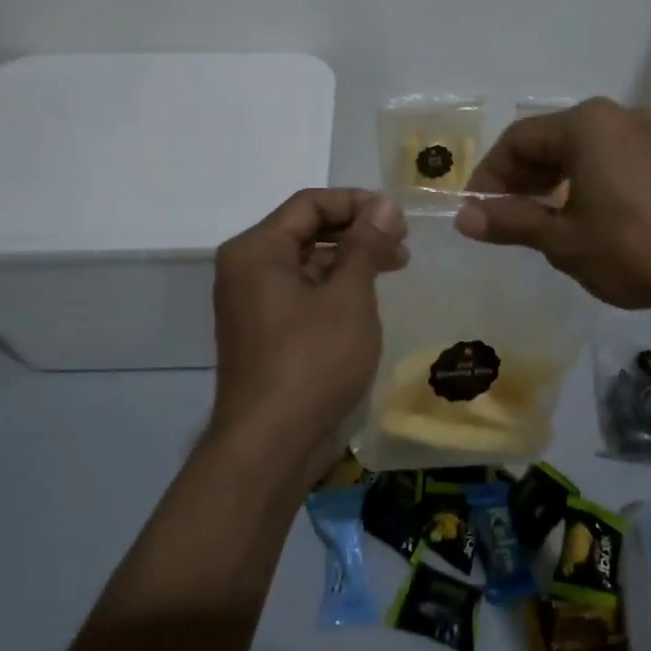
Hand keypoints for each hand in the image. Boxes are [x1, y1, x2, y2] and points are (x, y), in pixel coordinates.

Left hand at [211, 189, 406, 472]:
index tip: (398, 219)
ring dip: (351, 261)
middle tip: (402, 245)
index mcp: (257, 250)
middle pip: (307, 231)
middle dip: (357, 232)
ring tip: (394, 268)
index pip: (310, 204)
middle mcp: (248, 270)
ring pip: (308, 264)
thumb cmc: (312, 361)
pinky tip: (369, 299)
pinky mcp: (267, 333)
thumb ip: (366, 244)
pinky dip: (336, 289)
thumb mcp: (348, 296)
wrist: (271, 447)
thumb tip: (383, 204)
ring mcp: (255, 304)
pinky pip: (304, 294)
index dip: (357, 203)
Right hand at [456, 98, 650, 311]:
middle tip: (503, 218)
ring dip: (549, 181)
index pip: (517, 140)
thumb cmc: (633, 249)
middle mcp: (615, 116)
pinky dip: (582, 181)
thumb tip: (463, 218)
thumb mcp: (563, 240)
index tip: (476, 212)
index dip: (489, 176)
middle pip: (548, 140)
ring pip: (579, 150)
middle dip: (519, 179)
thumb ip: (511, 223)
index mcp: (586, 124)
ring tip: (537, 220)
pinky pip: (607, 158)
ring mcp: (646, 134)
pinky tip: (580, 215)